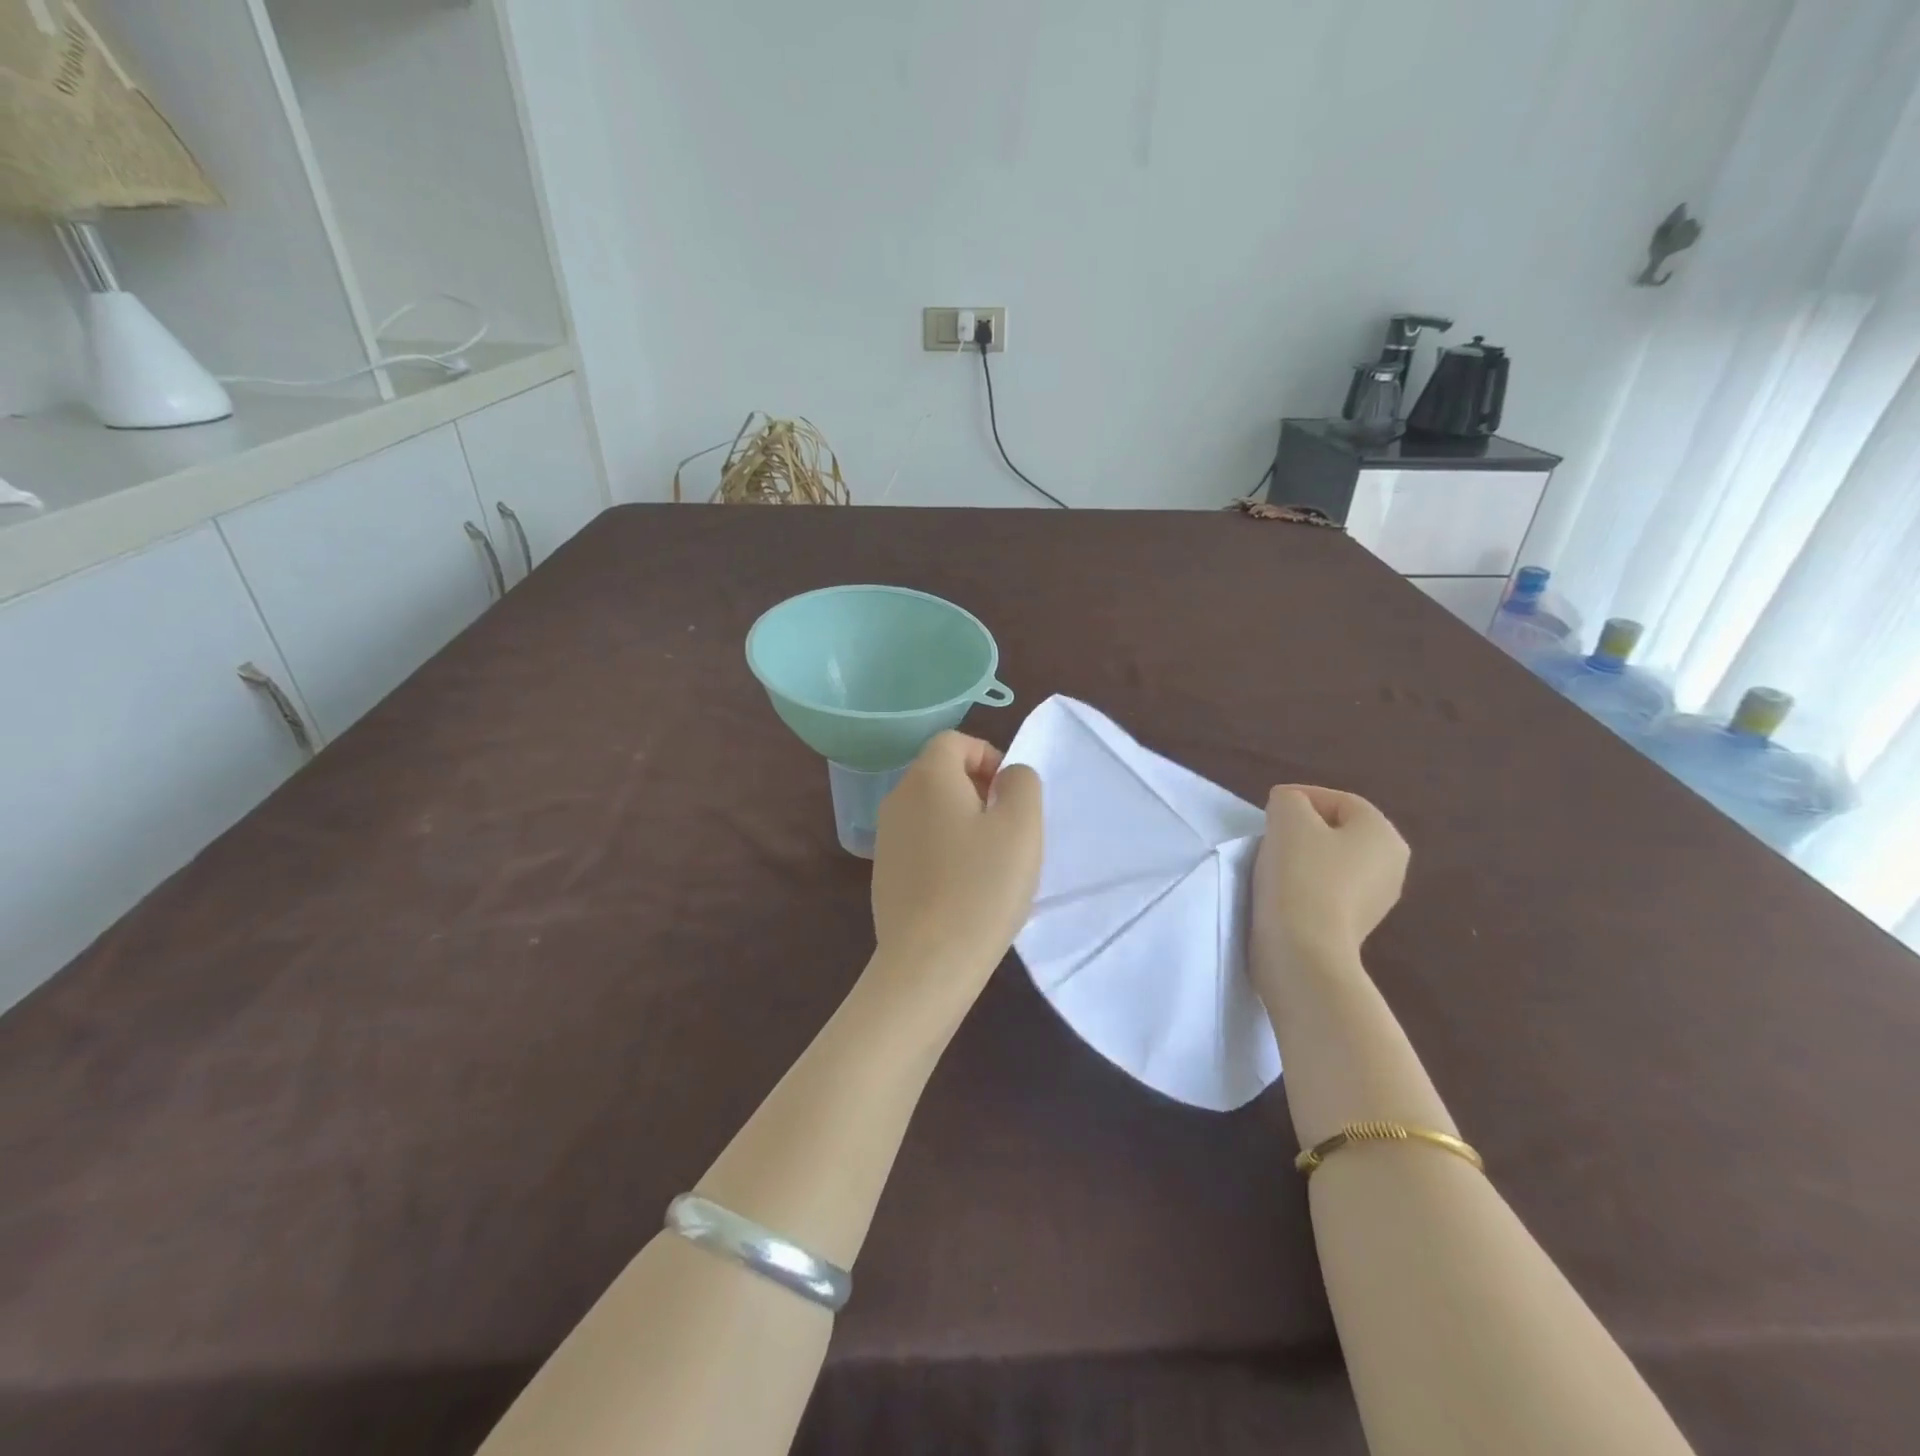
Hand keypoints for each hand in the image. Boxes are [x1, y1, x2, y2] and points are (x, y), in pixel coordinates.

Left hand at [868, 732, 1042, 1006]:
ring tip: (990, 861)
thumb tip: (1007, 776)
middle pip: (940, 773)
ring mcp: (885, 837)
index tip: (1011, 795)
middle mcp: (897, 798)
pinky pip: (920, 842)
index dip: (988, 756)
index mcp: (927, 778)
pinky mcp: (883, 873)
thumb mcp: (1021, 826)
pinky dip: (944, 849)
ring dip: (963, 821)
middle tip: (1007, 828)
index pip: (954, 741)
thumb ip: (1022, 783)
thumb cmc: (982, 885)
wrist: (928, 961)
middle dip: (978, 789)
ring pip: (930, 809)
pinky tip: (964, 887)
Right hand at [1251, 785, 1407, 971]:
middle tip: (1269, 832)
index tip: (1268, 808)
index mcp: (1384, 835)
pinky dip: (1305, 884)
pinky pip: (1327, 890)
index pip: (1340, 801)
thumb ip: (1289, 800)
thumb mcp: (1288, 819)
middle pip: (1338, 831)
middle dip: (1303, 827)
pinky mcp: (1353, 926)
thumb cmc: (1301, 875)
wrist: (1303, 951)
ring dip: (1302, 857)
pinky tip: (1281, 891)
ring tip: (1270, 861)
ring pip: (1332, 861)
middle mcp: (1392, 866)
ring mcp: (1376, 900)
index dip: (1302, 797)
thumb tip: (1290, 808)